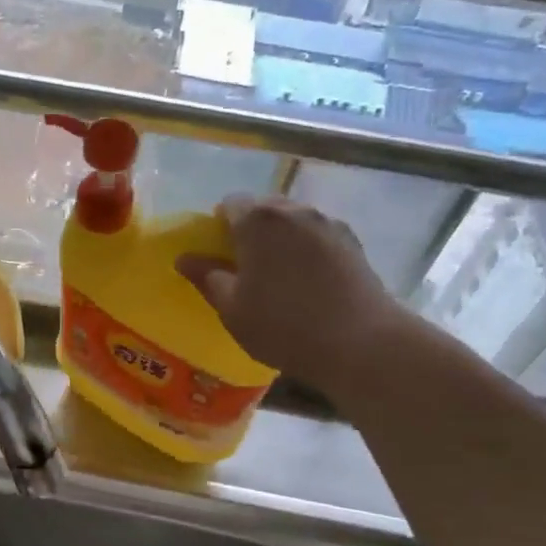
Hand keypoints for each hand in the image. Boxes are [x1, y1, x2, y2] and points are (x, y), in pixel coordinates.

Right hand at [176, 195, 421, 403]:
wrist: (361, 342)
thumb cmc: (284, 325)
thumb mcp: (232, 308)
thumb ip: (207, 278)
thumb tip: (184, 258)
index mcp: (257, 220)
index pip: (230, 203)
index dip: (220, 225)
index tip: (219, 254)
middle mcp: (293, 210)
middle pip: (263, 207)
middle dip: (251, 229)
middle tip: (246, 267)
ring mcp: (327, 223)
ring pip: (293, 220)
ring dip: (281, 238)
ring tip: (279, 275)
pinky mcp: (352, 242)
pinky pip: (317, 236)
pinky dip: (306, 249)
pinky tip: (309, 281)